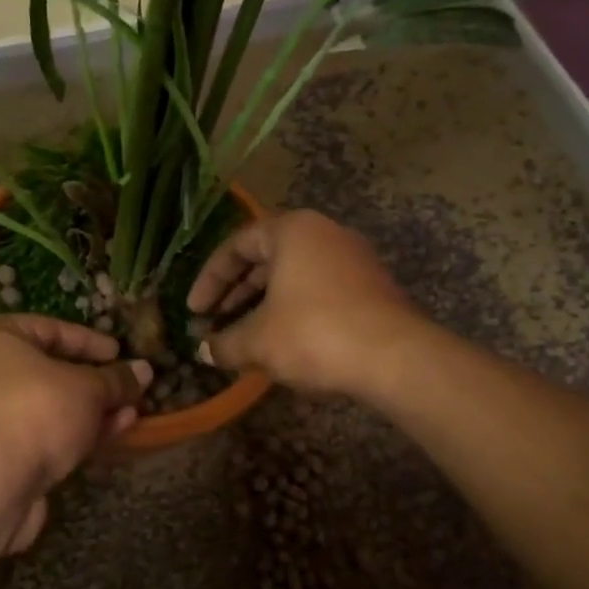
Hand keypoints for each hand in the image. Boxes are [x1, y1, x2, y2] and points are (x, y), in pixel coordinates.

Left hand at [0, 316, 151, 551]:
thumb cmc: (32, 410)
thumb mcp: (86, 388)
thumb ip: (116, 379)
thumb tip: (144, 370)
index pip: (48, 328)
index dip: (88, 341)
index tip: (119, 353)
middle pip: (47, 372)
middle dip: (93, 383)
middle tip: (128, 388)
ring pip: (47, 409)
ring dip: (90, 412)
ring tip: (131, 414)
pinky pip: (41, 438)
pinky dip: (74, 436)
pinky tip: (111, 436)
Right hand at [187, 210, 418, 395]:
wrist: (395, 357)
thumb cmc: (314, 334)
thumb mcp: (258, 341)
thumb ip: (224, 343)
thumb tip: (204, 350)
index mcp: (292, 230)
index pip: (236, 246)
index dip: (209, 280)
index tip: (193, 311)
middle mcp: (324, 234)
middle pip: (266, 259)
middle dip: (235, 295)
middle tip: (213, 324)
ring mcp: (352, 259)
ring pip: (293, 277)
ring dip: (262, 306)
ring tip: (242, 338)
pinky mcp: (370, 287)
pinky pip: (318, 291)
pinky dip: (292, 312)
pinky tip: (281, 344)